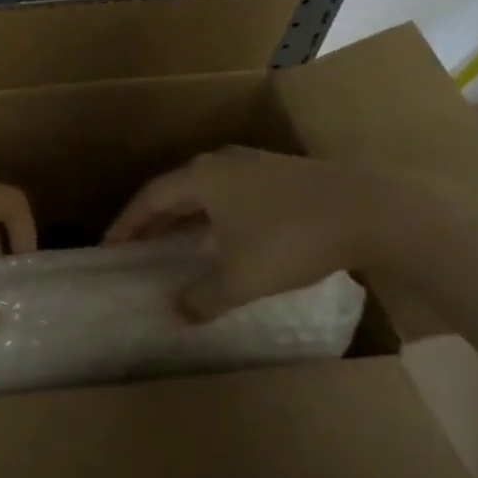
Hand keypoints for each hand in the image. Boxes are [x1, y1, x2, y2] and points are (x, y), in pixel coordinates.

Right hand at [104, 146, 417, 322]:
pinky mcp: (282, 175)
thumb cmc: (290, 239)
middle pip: (175, 190)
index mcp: (201, 177)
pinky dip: (216, 215)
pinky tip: (226, 237)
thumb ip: (203, 297)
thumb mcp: (241, 278)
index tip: (109, 247)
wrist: (368, 210)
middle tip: (137, 246)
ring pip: (206, 191)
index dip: (126, 224)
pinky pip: (232, 194)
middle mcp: (221, 163)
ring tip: (175, 243)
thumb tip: (173, 313)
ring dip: (186, 217)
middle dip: (154, 220)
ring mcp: (254, 165)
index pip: (149, 198)